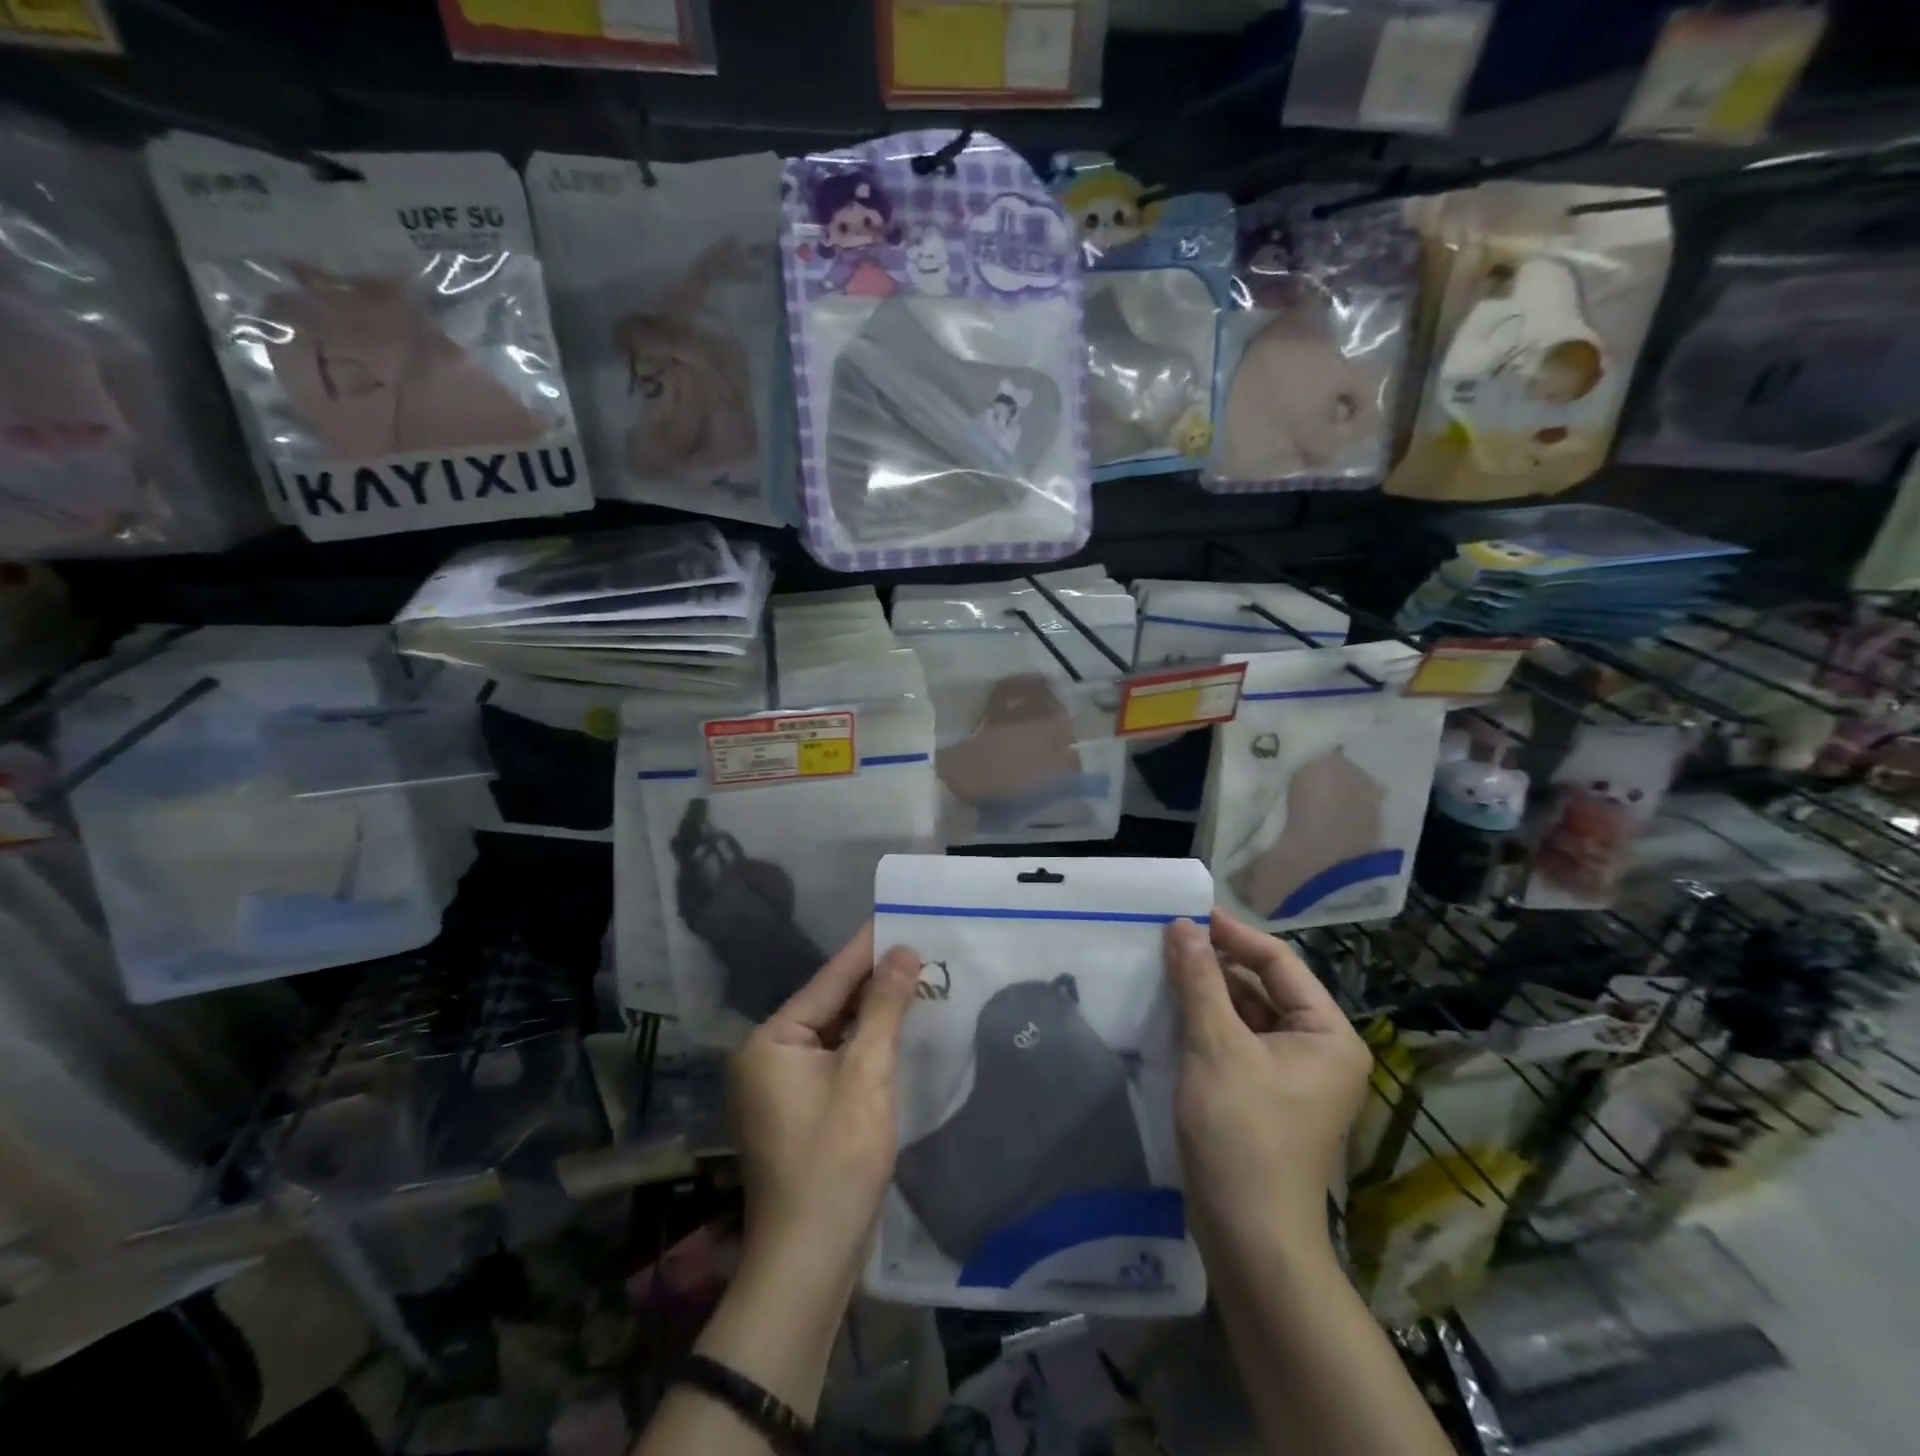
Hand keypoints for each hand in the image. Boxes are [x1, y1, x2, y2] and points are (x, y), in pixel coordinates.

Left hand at [730, 921, 921, 1292]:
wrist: (809, 1261)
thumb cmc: (836, 1159)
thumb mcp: (867, 1073)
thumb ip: (885, 1007)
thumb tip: (904, 951)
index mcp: (771, 1041)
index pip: (828, 981)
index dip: (867, 948)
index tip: (897, 915)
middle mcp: (765, 1056)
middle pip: (829, 1005)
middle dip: (873, 981)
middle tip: (917, 947)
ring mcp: (777, 1087)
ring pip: (833, 1034)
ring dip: (872, 1013)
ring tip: (914, 979)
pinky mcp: (796, 1111)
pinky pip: (833, 1061)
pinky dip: (863, 1045)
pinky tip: (895, 1031)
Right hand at [1164, 908, 1369, 1253]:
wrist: (1250, 1235)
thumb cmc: (1241, 1132)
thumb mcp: (1215, 1045)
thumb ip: (1199, 979)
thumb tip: (1182, 925)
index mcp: (1327, 1033)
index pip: (1279, 962)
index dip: (1233, 934)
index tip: (1188, 914)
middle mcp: (1320, 1049)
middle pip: (1264, 986)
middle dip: (1218, 963)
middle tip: (1169, 940)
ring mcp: (1295, 1076)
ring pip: (1249, 1014)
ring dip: (1210, 992)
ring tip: (1166, 968)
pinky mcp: (1267, 1095)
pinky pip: (1240, 1041)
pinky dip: (1210, 1023)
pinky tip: (1175, 1011)